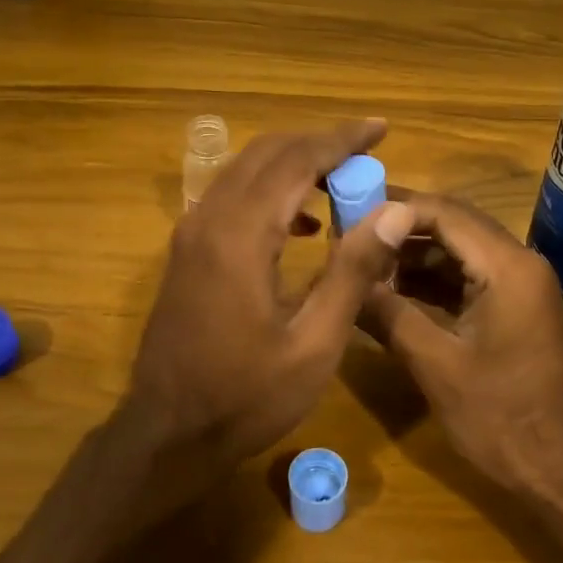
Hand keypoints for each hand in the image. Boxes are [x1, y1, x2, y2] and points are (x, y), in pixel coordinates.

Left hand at [123, 120, 414, 479]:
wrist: (167, 434)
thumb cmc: (246, 397)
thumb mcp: (314, 343)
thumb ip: (353, 271)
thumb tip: (395, 210)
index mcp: (241, 235)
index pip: (296, 160)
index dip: (342, 139)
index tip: (381, 128)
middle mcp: (209, 218)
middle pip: (267, 153)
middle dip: (319, 143)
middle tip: (366, 150)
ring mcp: (191, 233)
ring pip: (245, 170)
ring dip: (294, 163)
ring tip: (343, 180)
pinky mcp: (187, 251)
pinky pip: (231, 196)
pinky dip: (271, 190)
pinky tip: (302, 222)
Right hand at [361, 193, 562, 499]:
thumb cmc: (502, 418)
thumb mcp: (436, 365)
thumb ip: (388, 314)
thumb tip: (344, 280)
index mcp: (508, 267)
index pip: (445, 213)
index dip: (394, 209)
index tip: (348, 213)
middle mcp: (519, 264)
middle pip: (452, 226)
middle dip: (400, 229)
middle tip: (348, 235)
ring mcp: (520, 287)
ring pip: (458, 253)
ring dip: (412, 257)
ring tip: (362, 265)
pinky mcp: (514, 310)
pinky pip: (468, 280)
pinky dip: (431, 283)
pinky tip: (391, 294)